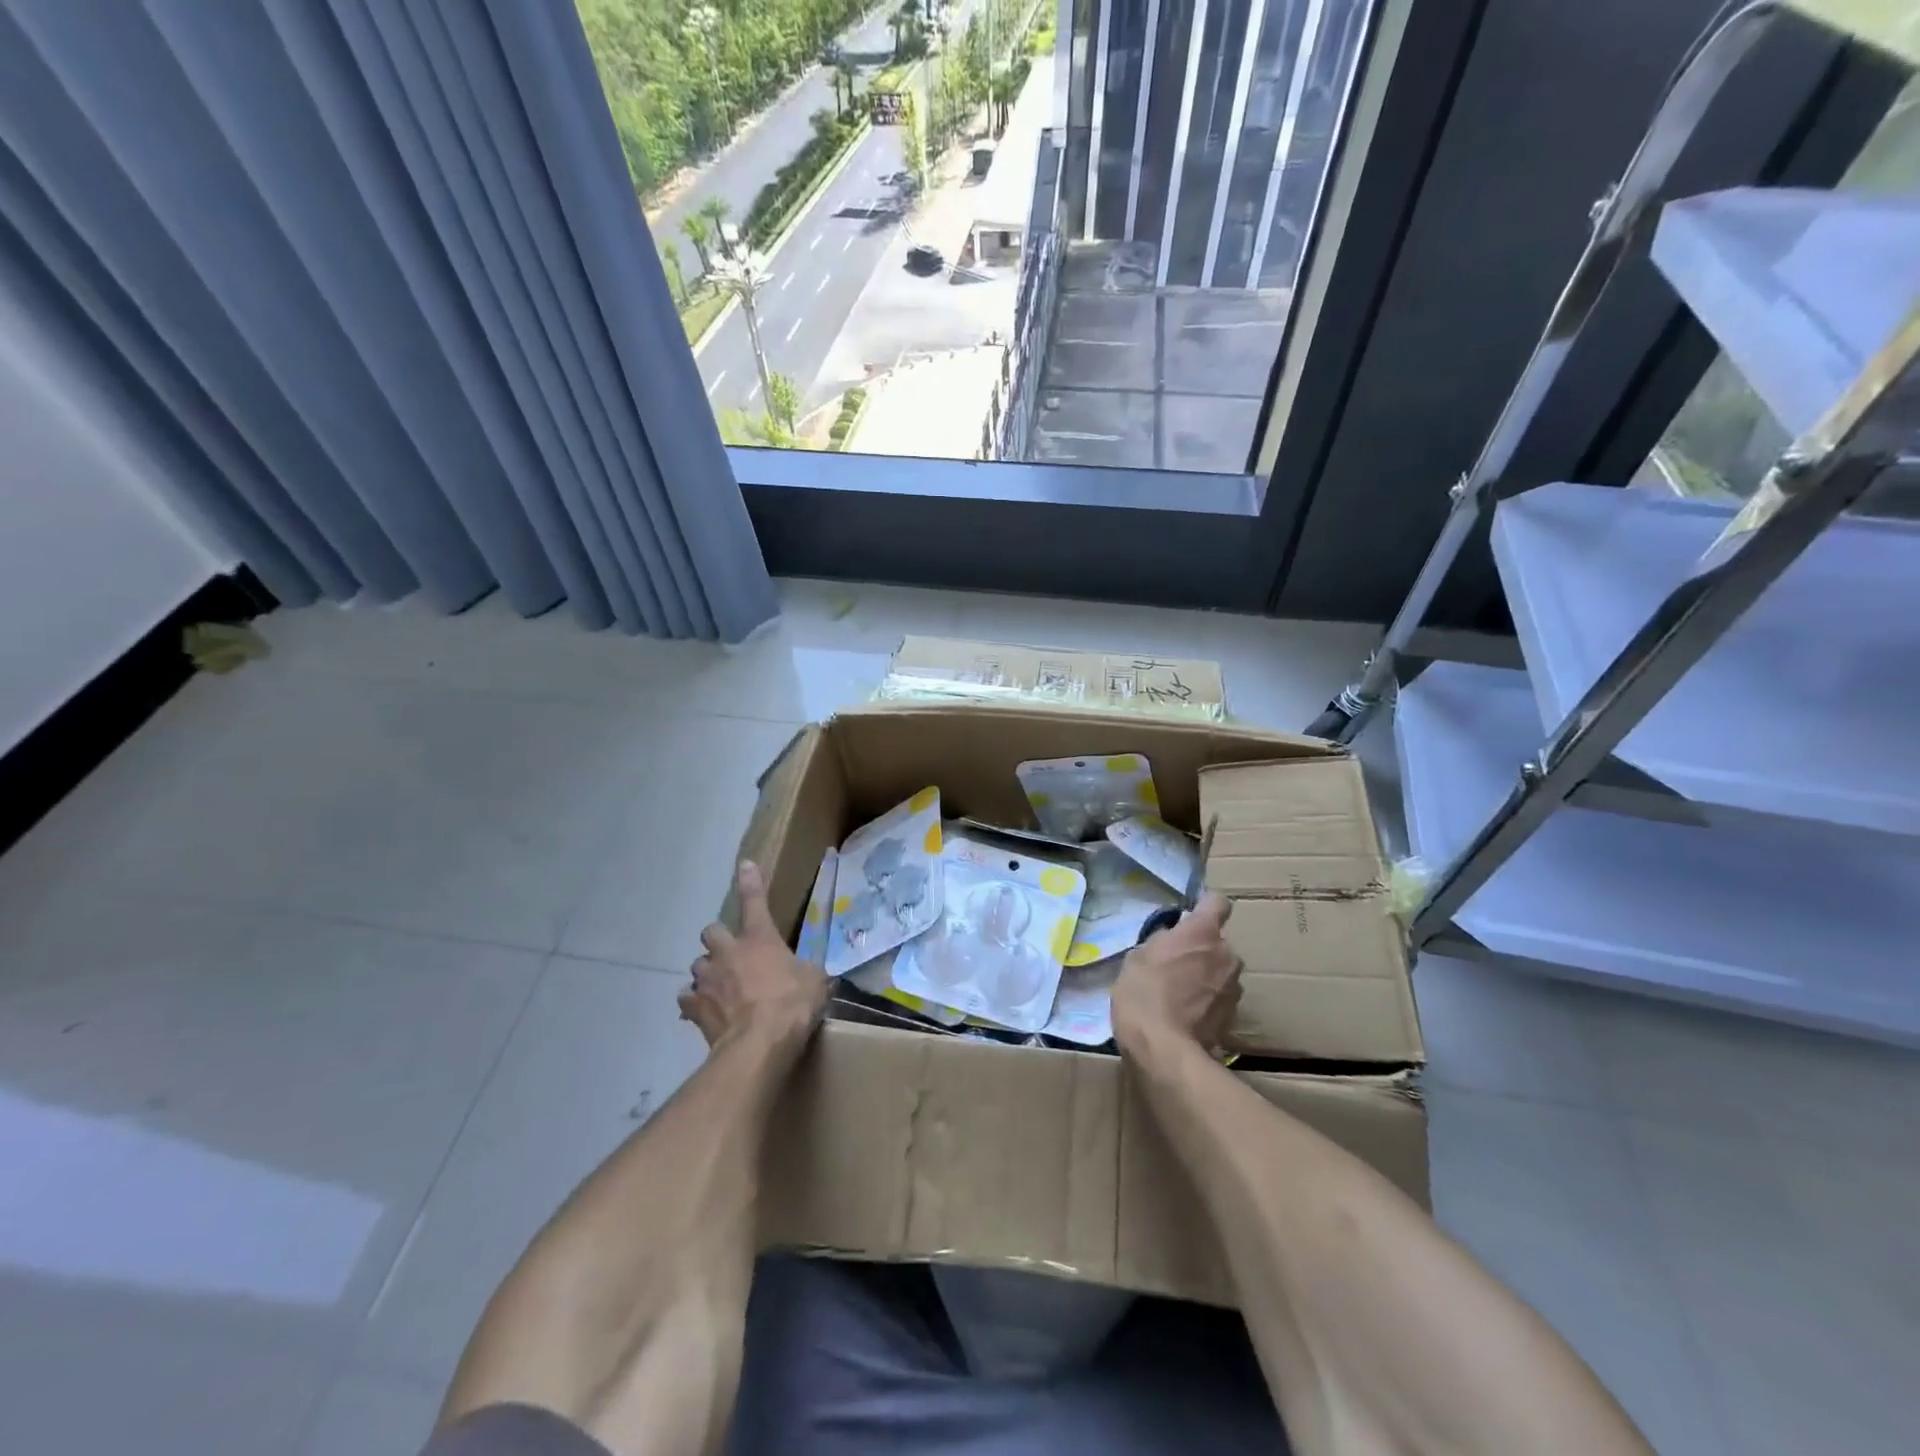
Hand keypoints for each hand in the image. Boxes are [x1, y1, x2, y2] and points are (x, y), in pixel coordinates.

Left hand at [682, 861, 827, 1053]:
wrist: (759, 1044)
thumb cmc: (792, 1004)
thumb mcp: (815, 982)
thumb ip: (808, 971)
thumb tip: (812, 974)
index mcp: (759, 938)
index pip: (754, 900)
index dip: (750, 881)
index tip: (745, 865)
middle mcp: (728, 951)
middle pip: (711, 931)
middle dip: (719, 939)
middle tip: (731, 952)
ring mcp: (708, 979)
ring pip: (698, 965)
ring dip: (708, 972)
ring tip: (719, 987)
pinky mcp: (695, 1007)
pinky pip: (688, 999)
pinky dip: (695, 1003)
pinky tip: (705, 1012)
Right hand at [1111, 893, 1241, 1055]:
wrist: (1164, 1050)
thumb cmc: (1143, 994)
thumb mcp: (1137, 958)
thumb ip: (1162, 942)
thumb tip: (1172, 941)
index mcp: (1202, 932)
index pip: (1217, 903)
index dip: (1205, 907)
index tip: (1190, 918)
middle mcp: (1227, 954)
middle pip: (1218, 942)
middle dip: (1202, 950)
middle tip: (1175, 965)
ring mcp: (1234, 986)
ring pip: (1221, 971)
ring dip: (1206, 976)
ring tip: (1180, 994)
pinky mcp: (1235, 1015)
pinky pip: (1220, 997)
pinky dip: (1208, 1001)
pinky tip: (1186, 1015)